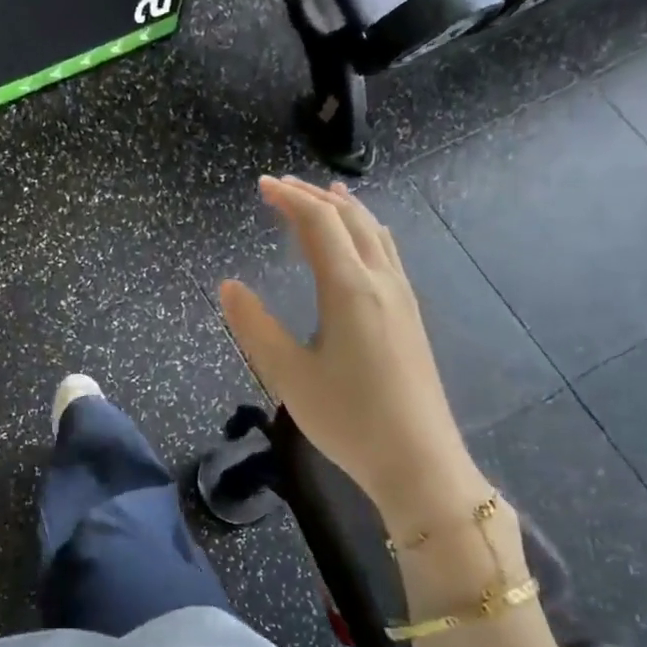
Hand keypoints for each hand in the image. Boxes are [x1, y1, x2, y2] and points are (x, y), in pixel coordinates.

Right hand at [218, 177, 496, 542]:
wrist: (419, 461)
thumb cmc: (348, 418)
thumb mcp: (287, 374)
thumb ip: (254, 326)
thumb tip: (228, 286)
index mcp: (349, 289)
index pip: (319, 224)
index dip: (289, 199)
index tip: (262, 185)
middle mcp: (381, 282)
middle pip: (351, 220)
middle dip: (315, 197)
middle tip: (283, 186)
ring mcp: (402, 298)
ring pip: (376, 234)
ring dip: (347, 210)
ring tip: (326, 196)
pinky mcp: (411, 317)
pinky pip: (387, 253)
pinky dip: (365, 232)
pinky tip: (360, 247)